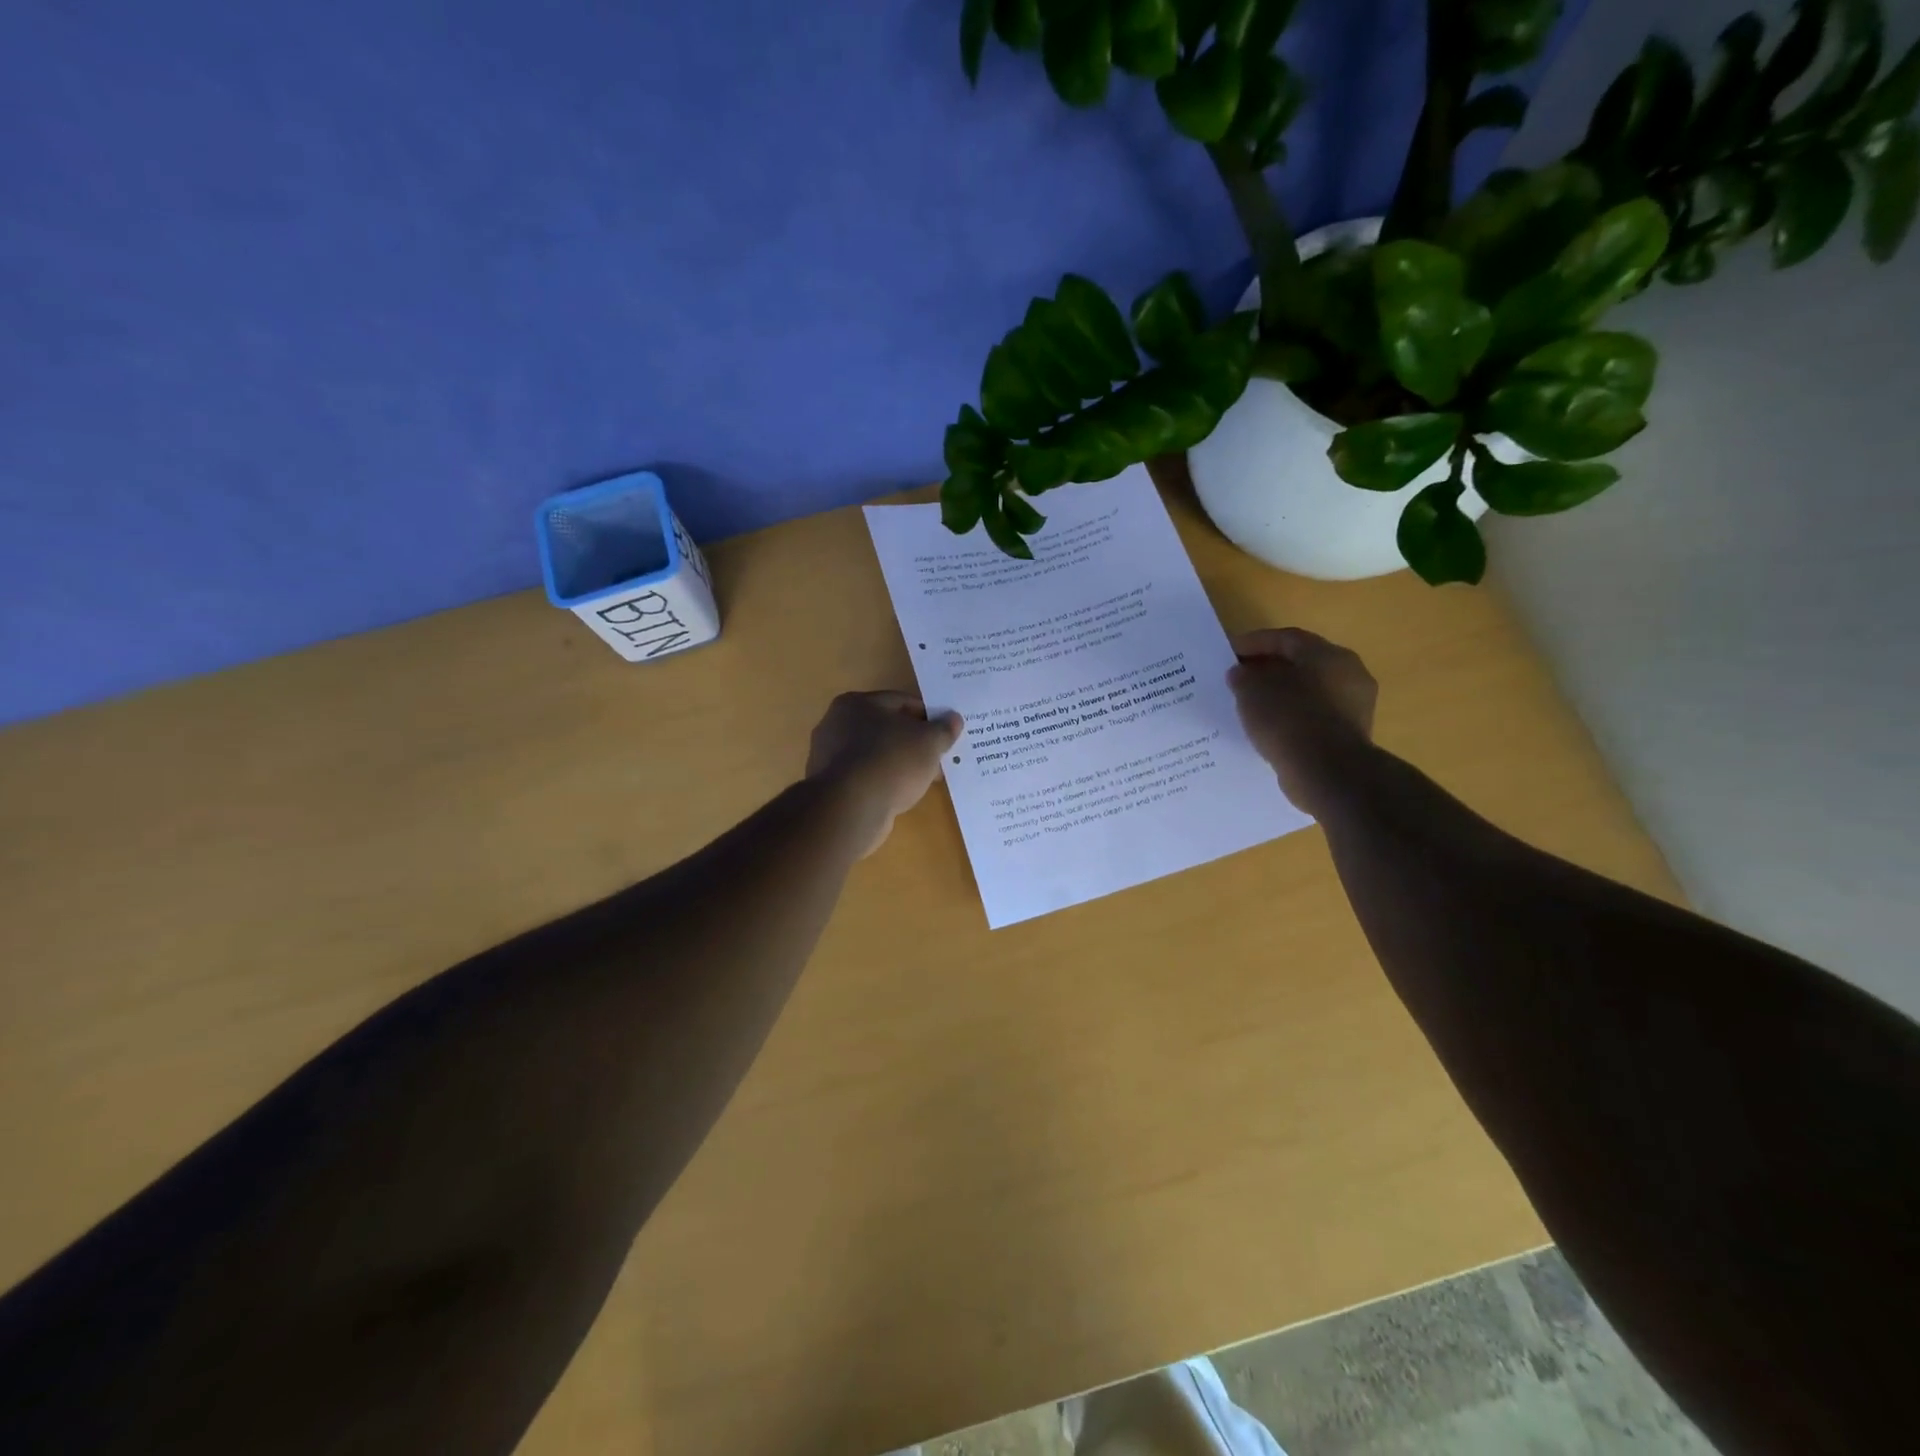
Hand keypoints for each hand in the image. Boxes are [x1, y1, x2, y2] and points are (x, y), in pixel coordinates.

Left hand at [806, 691, 963, 856]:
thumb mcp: (928, 742)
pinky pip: (866, 777)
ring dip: (900, 763)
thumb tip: (954, 719)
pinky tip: (902, 794)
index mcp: (855, 703)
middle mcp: (836, 724)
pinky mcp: (830, 787)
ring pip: (876, 754)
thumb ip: (943, 729)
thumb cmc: (891, 762)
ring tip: (924, 779)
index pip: (900, 701)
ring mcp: (829, 757)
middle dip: (913, 742)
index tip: (945, 732)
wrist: (851, 808)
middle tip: (938, 757)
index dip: (927, 715)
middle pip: (886, 728)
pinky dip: (884, 781)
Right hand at [1227, 628, 1377, 816]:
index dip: (1254, 642)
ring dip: (1280, 695)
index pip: (1287, 638)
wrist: (1327, 773)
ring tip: (1250, 706)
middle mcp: (1349, 675)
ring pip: (1308, 692)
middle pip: (1301, 664)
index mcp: (1329, 655)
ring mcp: (1353, 708)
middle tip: (1239, 678)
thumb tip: (1240, 674)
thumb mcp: (1252, 691)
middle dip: (1268, 669)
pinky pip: (1313, 718)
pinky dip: (1291, 718)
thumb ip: (1243, 677)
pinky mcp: (1349, 736)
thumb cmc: (1289, 720)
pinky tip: (1269, 729)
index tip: (1228, 652)